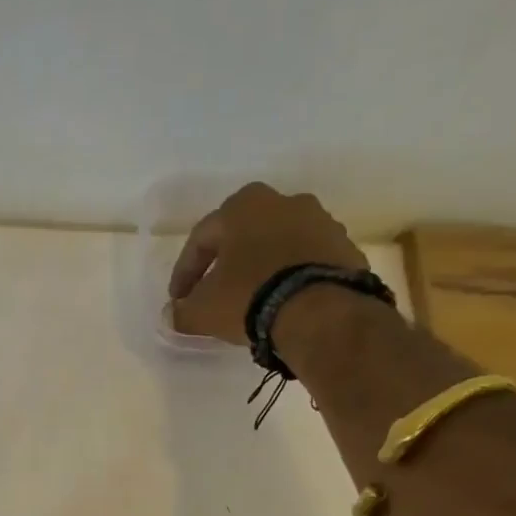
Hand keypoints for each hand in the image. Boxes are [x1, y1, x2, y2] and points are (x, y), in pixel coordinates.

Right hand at [168, 182, 367, 346]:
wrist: (320, 310)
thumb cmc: (249, 297)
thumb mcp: (203, 310)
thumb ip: (182, 311)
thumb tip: (172, 314)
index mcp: (243, 206)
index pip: (201, 238)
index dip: (185, 273)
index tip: (178, 300)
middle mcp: (283, 201)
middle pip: (243, 235)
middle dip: (226, 263)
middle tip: (214, 293)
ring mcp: (319, 221)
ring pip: (277, 245)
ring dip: (261, 269)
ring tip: (252, 301)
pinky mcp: (343, 247)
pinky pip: (305, 261)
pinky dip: (289, 278)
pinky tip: (282, 303)